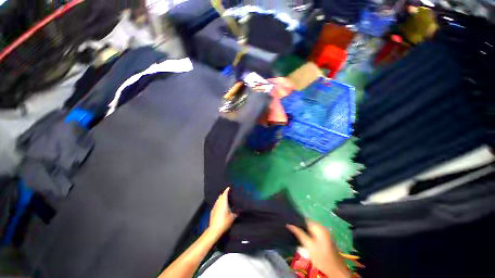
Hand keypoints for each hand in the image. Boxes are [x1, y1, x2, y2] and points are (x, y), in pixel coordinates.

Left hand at [208, 187, 236, 236]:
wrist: (214, 229)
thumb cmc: (224, 222)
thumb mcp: (232, 217)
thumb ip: (235, 213)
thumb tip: (238, 211)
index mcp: (224, 202)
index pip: (225, 194)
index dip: (227, 190)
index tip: (229, 188)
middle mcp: (218, 203)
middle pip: (221, 196)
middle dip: (224, 194)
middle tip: (228, 194)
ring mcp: (214, 207)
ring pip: (218, 200)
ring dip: (221, 198)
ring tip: (224, 199)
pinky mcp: (212, 211)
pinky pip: (216, 204)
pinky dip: (218, 203)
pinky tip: (220, 206)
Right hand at [287, 220, 350, 277]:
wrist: (336, 271)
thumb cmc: (321, 258)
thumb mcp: (309, 245)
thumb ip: (299, 233)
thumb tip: (289, 224)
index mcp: (319, 227)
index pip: (305, 219)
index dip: (297, 220)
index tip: (289, 223)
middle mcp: (323, 228)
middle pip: (308, 224)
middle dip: (300, 226)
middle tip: (291, 229)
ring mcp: (325, 234)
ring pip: (311, 229)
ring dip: (304, 231)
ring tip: (296, 234)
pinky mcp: (326, 240)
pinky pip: (314, 234)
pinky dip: (309, 235)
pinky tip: (304, 240)